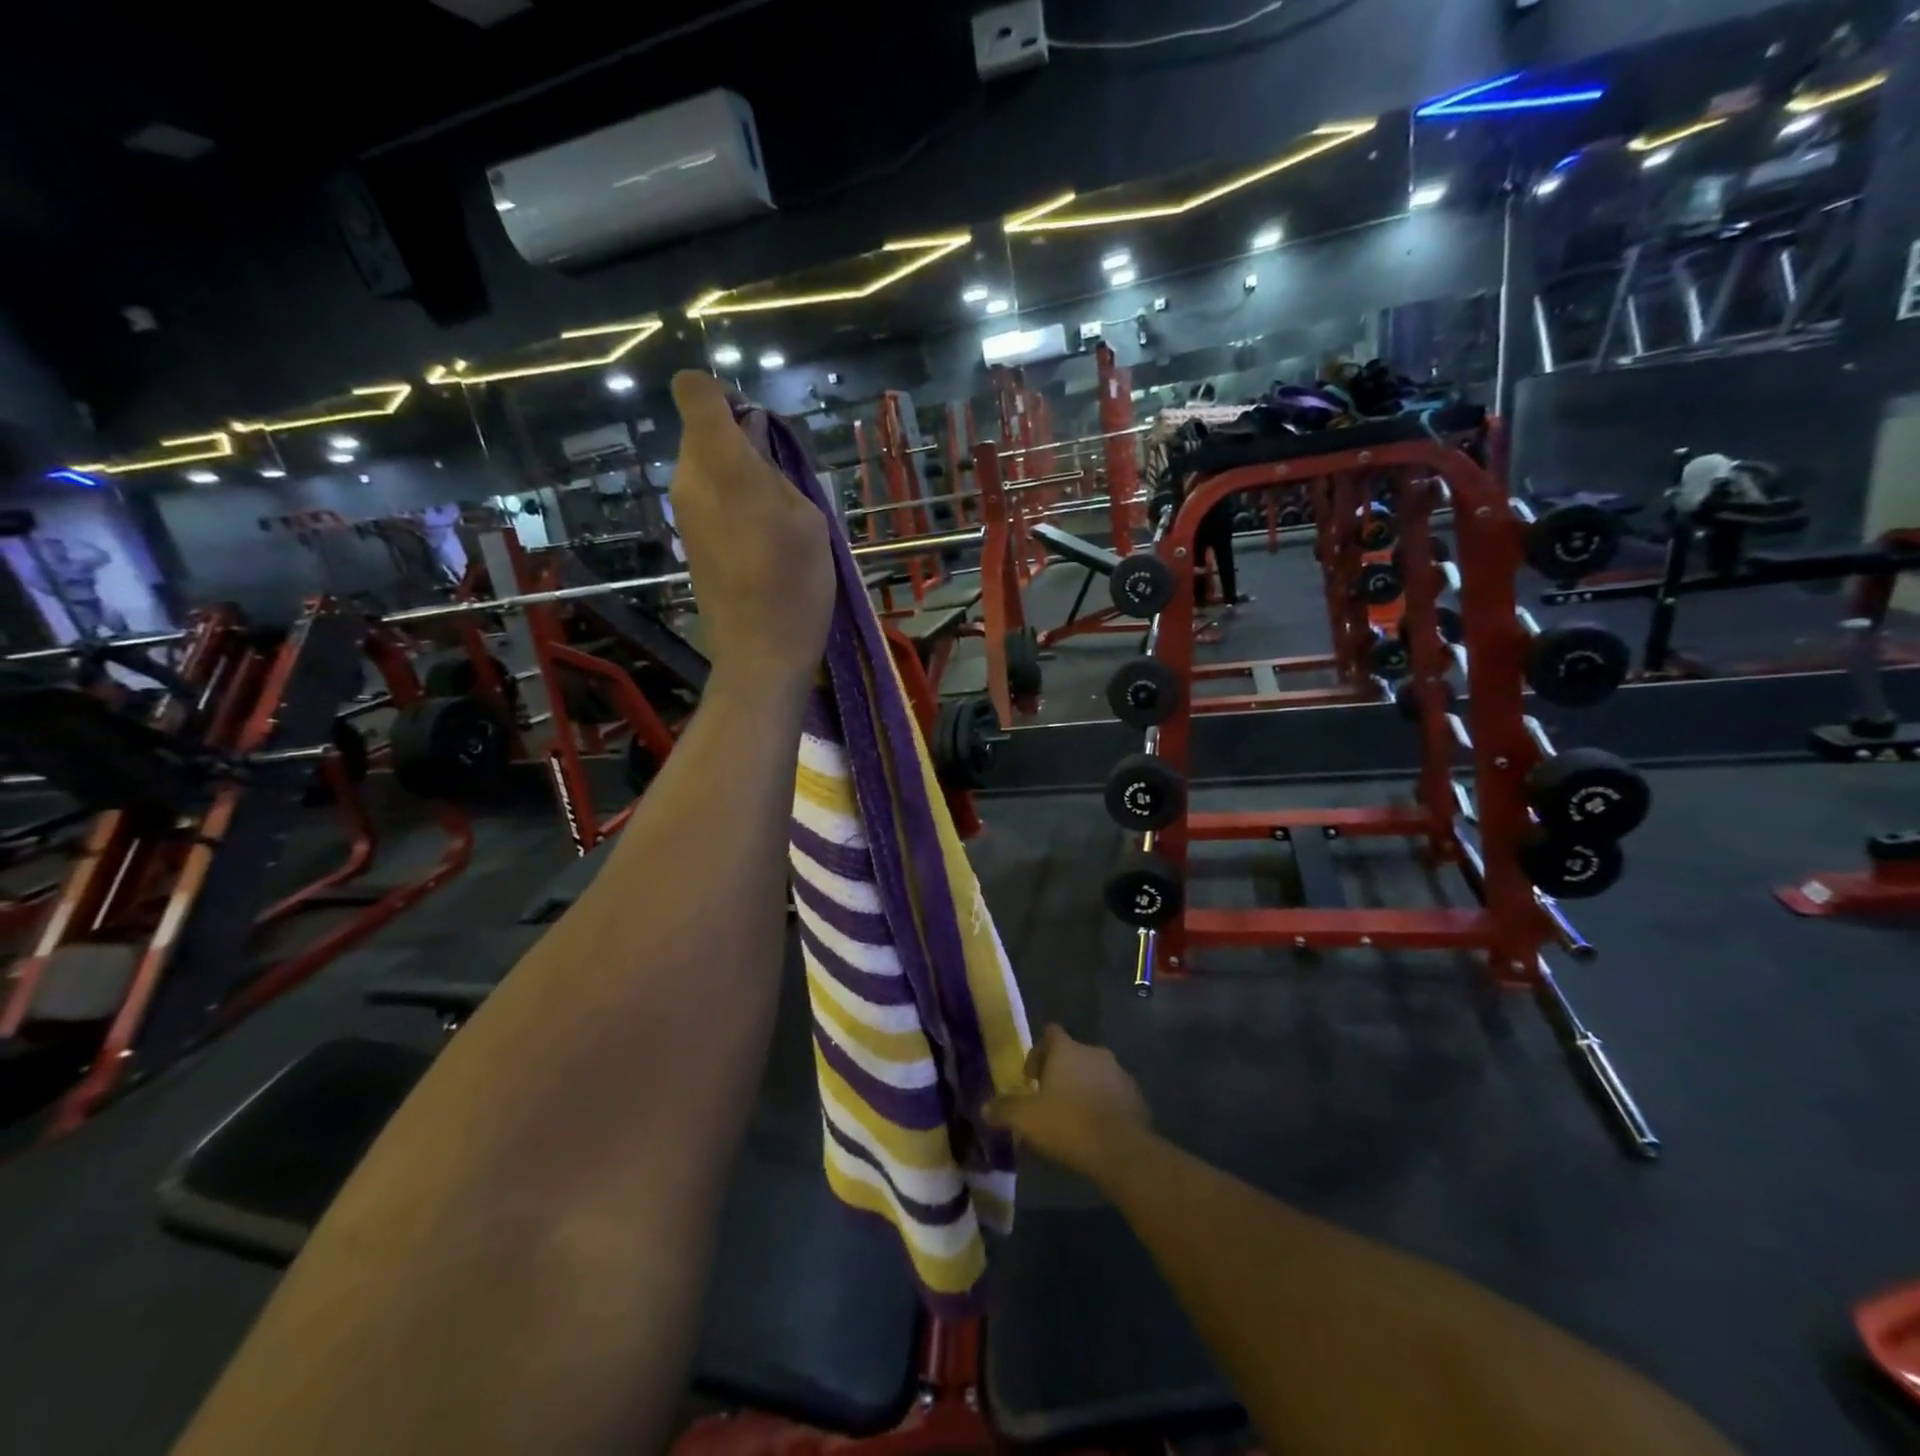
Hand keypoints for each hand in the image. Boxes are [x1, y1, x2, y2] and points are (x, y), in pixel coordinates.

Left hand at [668, 371, 835, 696]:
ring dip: (741, 475)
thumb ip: (776, 468)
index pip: (695, 390)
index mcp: (718, 462)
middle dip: (742, 440)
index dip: (726, 394)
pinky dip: (733, 503)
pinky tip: (763, 540)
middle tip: (785, 481)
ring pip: (707, 466)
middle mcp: (688, 479)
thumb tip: (754, 439)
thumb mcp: (806, 516)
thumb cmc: (795, 583)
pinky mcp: (689, 540)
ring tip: (780, 517)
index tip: (761, 427)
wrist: (760, 654)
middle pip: (703, 431)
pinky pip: (708, 499)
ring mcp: (684, 512)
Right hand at [983, 1025, 1151, 1182]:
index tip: (1031, 1078)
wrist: (1122, 1150)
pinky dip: (1103, 1103)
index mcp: (1067, 1049)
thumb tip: (984, 1107)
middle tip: (1049, 1101)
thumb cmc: (1069, 1124)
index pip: (1050, 1033)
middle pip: (1072, 1054)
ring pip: (1094, 1073)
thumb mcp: (1027, 1119)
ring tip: (1073, 1118)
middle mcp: (1094, 1052)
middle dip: (1060, 1073)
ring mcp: (1118, 1072)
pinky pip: (1113, 1093)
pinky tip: (1096, 1129)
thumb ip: (1004, 1110)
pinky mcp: (1136, 1095)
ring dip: (1083, 1088)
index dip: (1038, 1053)